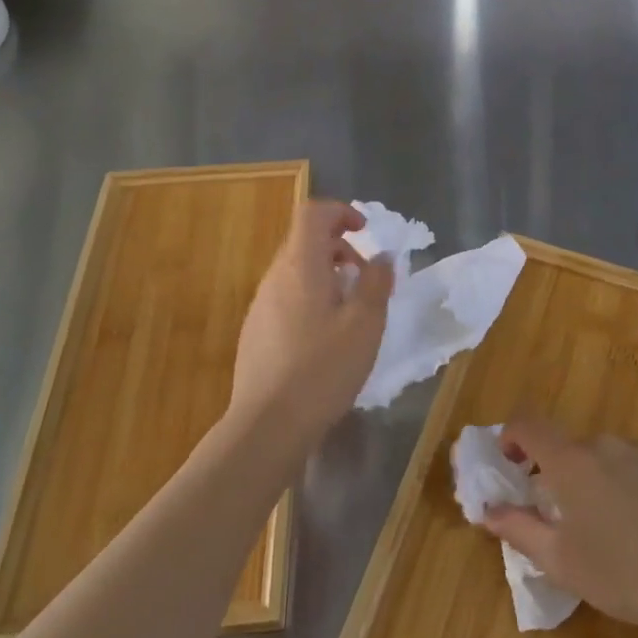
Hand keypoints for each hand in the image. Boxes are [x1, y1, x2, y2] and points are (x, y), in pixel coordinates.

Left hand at [228, 200, 392, 454]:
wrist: (267, 426)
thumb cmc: (323, 368)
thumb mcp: (365, 324)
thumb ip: (376, 283)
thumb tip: (381, 257)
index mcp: (301, 265)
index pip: (313, 213)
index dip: (341, 212)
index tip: (365, 231)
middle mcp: (275, 277)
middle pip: (305, 241)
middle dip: (340, 249)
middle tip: (367, 279)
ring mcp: (260, 305)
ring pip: (297, 272)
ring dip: (327, 276)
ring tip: (352, 312)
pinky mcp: (255, 332)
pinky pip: (287, 298)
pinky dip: (311, 300)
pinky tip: (326, 340)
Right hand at [481, 415, 637, 632]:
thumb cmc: (622, 574)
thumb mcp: (561, 562)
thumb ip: (518, 528)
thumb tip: (486, 510)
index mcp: (571, 462)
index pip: (528, 424)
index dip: (512, 436)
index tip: (512, 462)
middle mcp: (605, 444)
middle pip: (572, 448)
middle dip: (563, 474)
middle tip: (570, 517)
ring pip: (610, 457)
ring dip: (602, 479)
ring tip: (617, 527)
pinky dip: (637, 483)